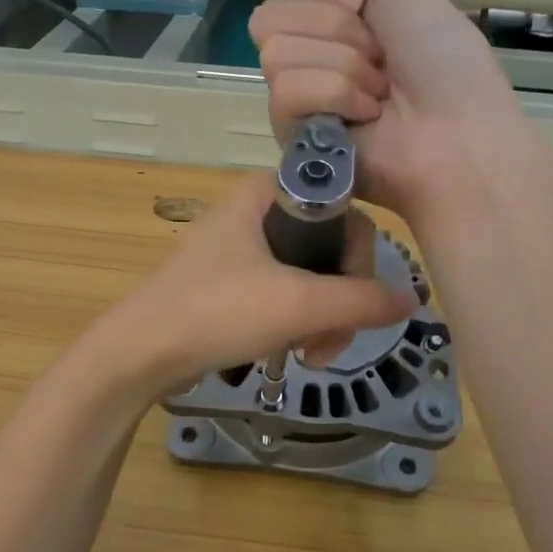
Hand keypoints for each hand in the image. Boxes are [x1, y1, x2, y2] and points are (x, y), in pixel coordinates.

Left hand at [91, 174, 415, 397]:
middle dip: (340, 302)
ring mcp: (241, 249)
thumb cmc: (218, 312)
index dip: (359, 261)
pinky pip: (284, 294)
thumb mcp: (299, 305)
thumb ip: (363, 300)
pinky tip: (290, 352)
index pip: (346, 212)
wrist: (141, 353)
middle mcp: (256, 212)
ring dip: (321, 321)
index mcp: (267, 194)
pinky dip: (295, 324)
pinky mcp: (231, 283)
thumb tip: (411, 299)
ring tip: (311, 358)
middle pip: (330, 249)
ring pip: (310, 277)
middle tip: (331, 344)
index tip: (354, 304)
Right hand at [249, 0, 522, 214]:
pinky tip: (365, 117)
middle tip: (378, 56)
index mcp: (334, 22)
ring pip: (277, 53)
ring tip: (378, 93)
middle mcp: (310, 55)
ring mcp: (298, 98)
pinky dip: (335, 96)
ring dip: (343, 66)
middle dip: (336, 29)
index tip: (364, 9)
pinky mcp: (292, 135)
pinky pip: (286, 92)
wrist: (459, 132)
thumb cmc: (442, 62)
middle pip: (272, 15)